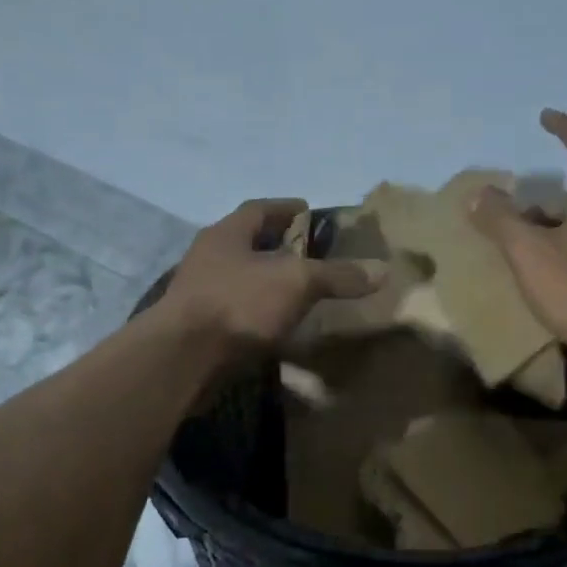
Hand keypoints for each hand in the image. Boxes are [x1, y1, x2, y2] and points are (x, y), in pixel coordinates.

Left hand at [158, 199, 381, 355]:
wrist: (183, 359)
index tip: (309, 212)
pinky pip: (238, 311)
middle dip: (279, 246)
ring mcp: (201, 293)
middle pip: (249, 243)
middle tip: (312, 254)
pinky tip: (280, 325)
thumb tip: (382, 270)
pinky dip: (260, 313)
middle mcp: (210, 257)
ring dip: (268, 282)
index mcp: (227, 233)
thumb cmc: (239, 303)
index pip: (259, 208)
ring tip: (301, 291)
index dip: (286, 207)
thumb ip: (337, 275)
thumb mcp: (297, 282)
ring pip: (242, 279)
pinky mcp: (200, 327)